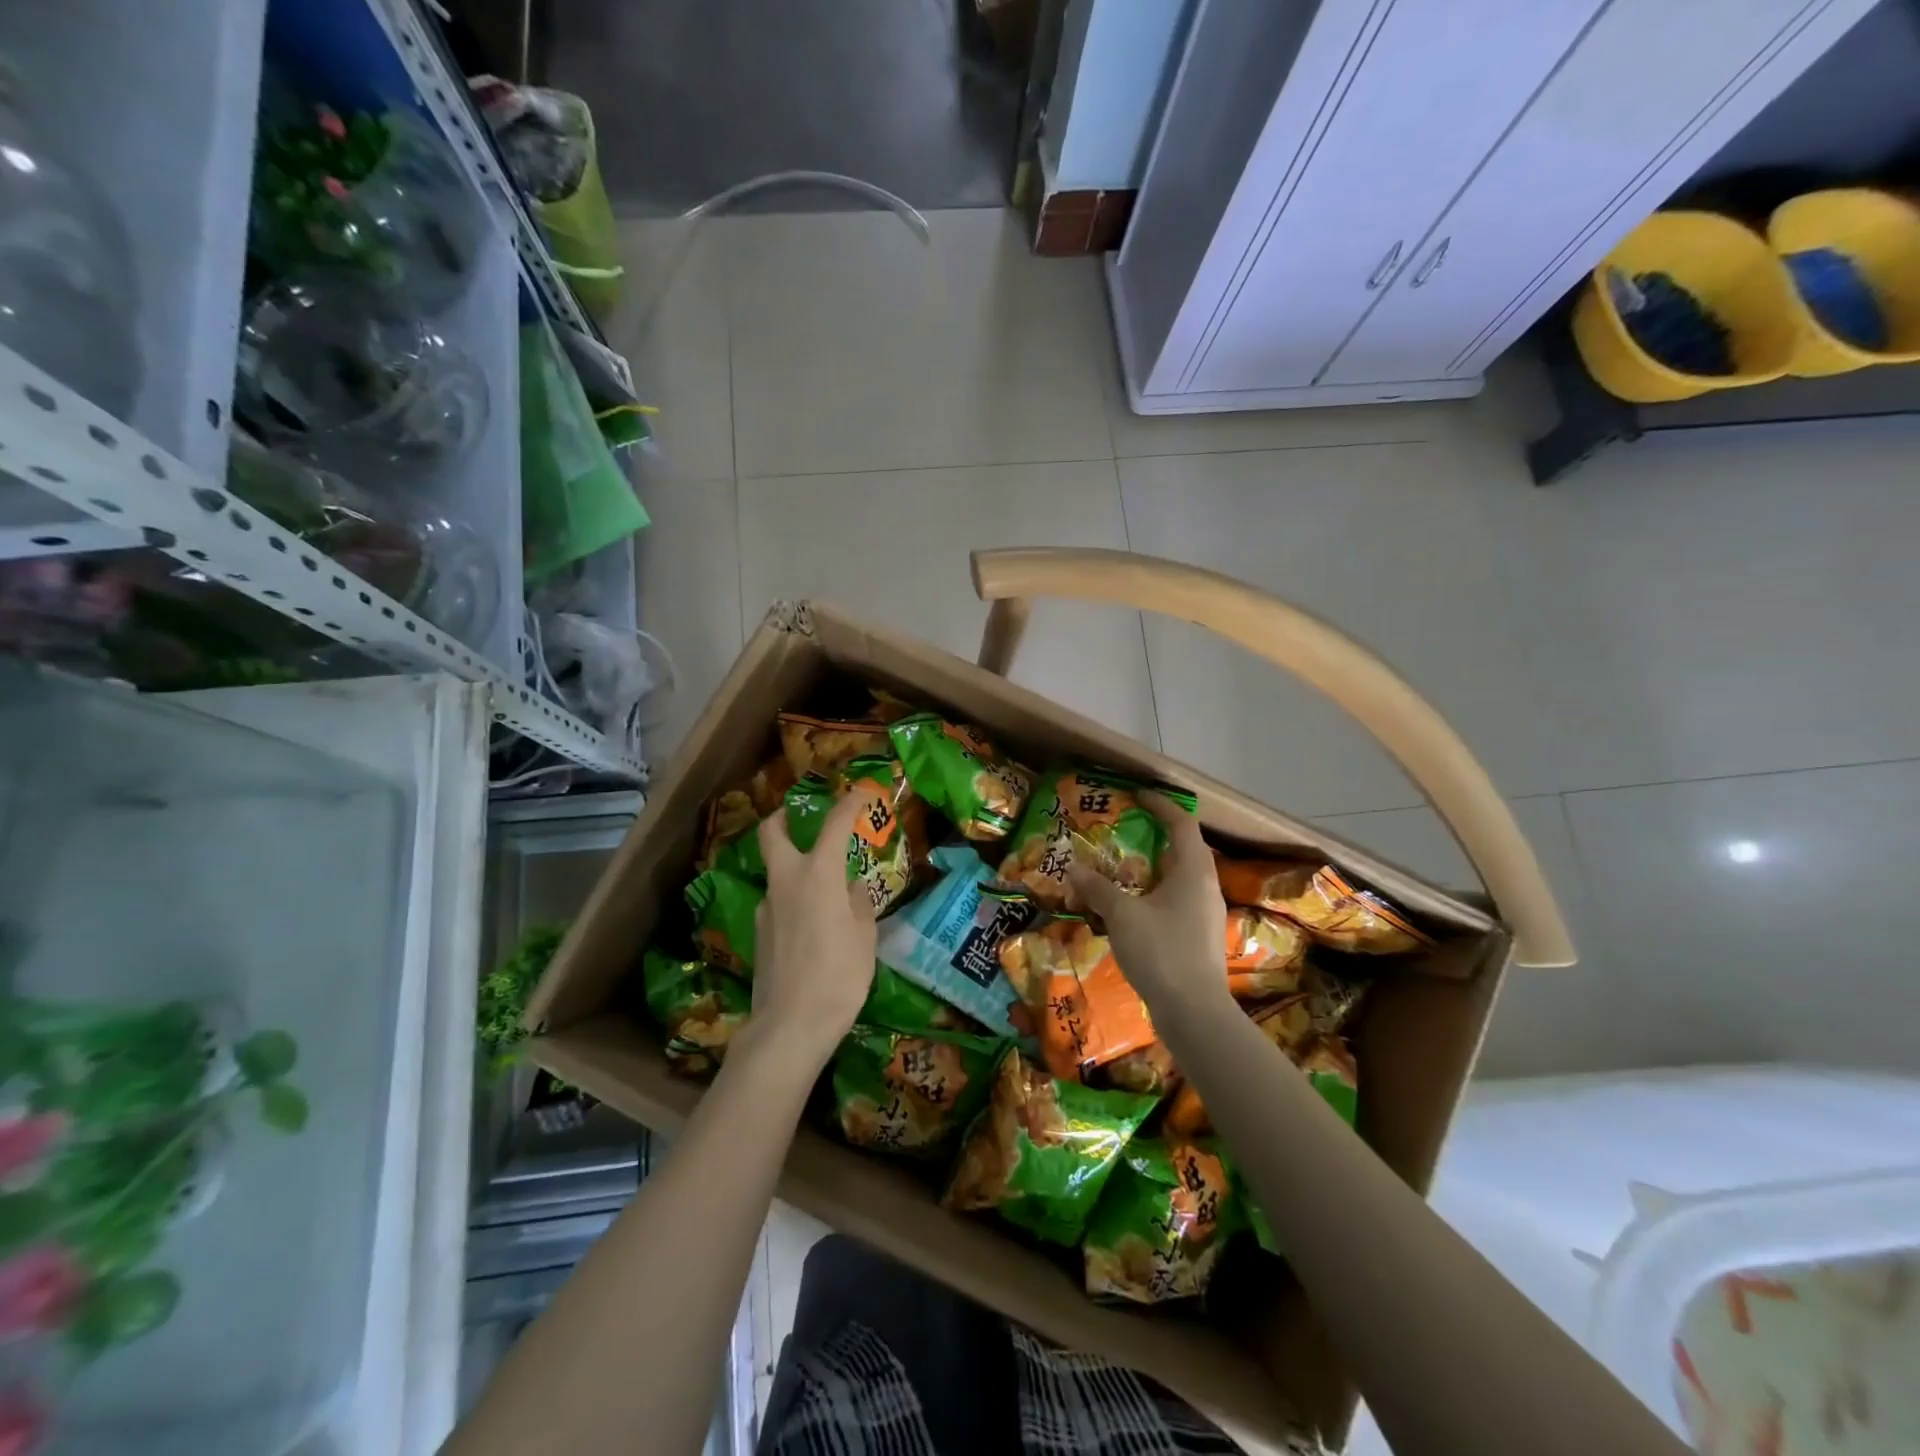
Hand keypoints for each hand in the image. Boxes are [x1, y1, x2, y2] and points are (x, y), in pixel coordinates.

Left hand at [747, 787, 878, 1068]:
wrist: (790, 1026)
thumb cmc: (839, 975)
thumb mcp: (864, 937)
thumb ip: (858, 904)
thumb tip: (850, 889)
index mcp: (817, 875)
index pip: (834, 824)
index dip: (850, 803)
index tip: (863, 792)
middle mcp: (785, 882)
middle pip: (772, 833)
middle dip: (785, 817)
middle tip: (803, 817)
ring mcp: (767, 908)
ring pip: (776, 873)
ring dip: (794, 868)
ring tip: (825, 890)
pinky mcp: (759, 934)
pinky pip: (778, 904)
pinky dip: (794, 901)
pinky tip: (813, 926)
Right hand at [1067, 791, 1230, 1016]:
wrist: (1195, 1013)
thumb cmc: (1162, 952)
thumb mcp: (1122, 915)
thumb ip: (1097, 888)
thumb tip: (1073, 867)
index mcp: (1194, 871)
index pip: (1182, 824)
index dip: (1161, 805)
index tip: (1137, 796)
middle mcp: (1206, 887)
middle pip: (1183, 850)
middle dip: (1154, 838)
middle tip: (1124, 832)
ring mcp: (1206, 914)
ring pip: (1179, 879)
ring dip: (1151, 869)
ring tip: (1120, 870)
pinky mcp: (1199, 937)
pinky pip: (1176, 902)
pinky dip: (1153, 895)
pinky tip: (1130, 910)